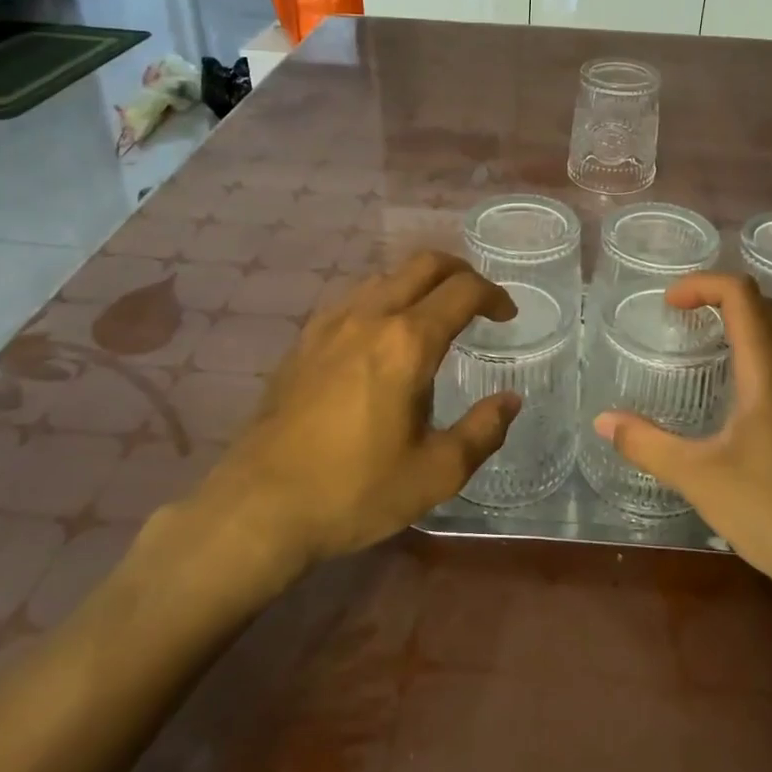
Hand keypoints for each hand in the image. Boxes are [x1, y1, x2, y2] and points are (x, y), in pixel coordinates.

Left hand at [182, 252, 521, 573]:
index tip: (507, 316)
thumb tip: (510, 400)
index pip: (462, 291)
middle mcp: (370, 317)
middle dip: (460, 272)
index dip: (494, 296)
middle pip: (423, 264)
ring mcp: (330, 325)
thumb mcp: (436, 473)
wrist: (261, 506)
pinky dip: (381, 300)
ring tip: (432, 316)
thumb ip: (483, 431)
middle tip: (478, 300)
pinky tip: (379, 335)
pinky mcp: (303, 342)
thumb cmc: (356, 490)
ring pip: (384, 277)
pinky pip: (351, 299)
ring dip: (418, 284)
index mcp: (408, 342)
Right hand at [595, 273, 771, 609]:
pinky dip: (761, 363)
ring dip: (743, 331)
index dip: (702, 284)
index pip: (741, 296)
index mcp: (771, 373)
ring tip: (706, 357)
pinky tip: (741, 407)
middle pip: (765, 310)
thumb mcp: (699, 478)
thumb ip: (646, 444)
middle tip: (681, 320)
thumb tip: (603, 420)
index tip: (669, 304)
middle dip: (720, 300)